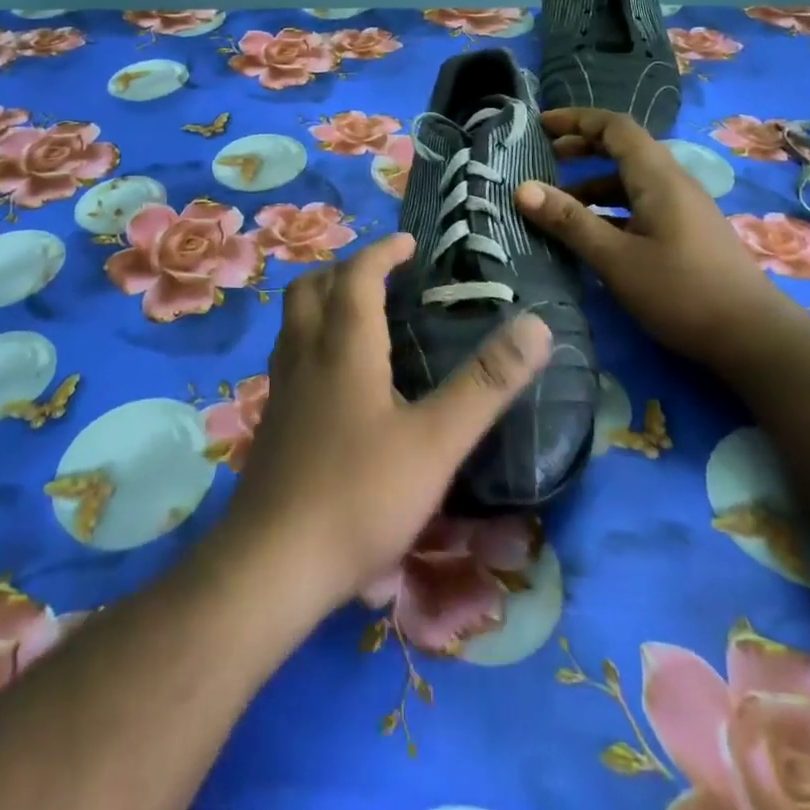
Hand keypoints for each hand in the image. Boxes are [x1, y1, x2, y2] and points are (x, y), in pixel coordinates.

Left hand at [223, 233, 551, 610]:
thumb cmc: (360, 495)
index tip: (408, 244)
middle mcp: (306, 355)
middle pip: (313, 288)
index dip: (383, 252)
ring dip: (324, 301)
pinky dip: (312, 339)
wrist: (272, 566)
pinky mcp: (272, 424)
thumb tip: (537, 325)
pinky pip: (289, 356)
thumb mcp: (437, 441)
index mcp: (344, 345)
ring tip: (358, 314)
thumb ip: (486, 384)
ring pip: (294, 322)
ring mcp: (282, 390)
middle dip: (346, 269)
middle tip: (381, 275)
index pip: (358, 275)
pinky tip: (335, 377)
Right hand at [515, 107, 787, 365]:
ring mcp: (682, 208)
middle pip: (623, 148)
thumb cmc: (681, 292)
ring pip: (630, 181)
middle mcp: (672, 182)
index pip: (615, 127)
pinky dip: (609, 208)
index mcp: (657, 177)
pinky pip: (640, 205)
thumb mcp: (616, 258)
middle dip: (581, 148)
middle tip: (544, 159)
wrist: (753, 336)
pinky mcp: (685, 232)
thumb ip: (570, 222)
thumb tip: (522, 189)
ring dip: (592, 184)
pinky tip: (591, 234)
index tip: (540, 125)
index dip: (576, 119)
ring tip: (557, 204)